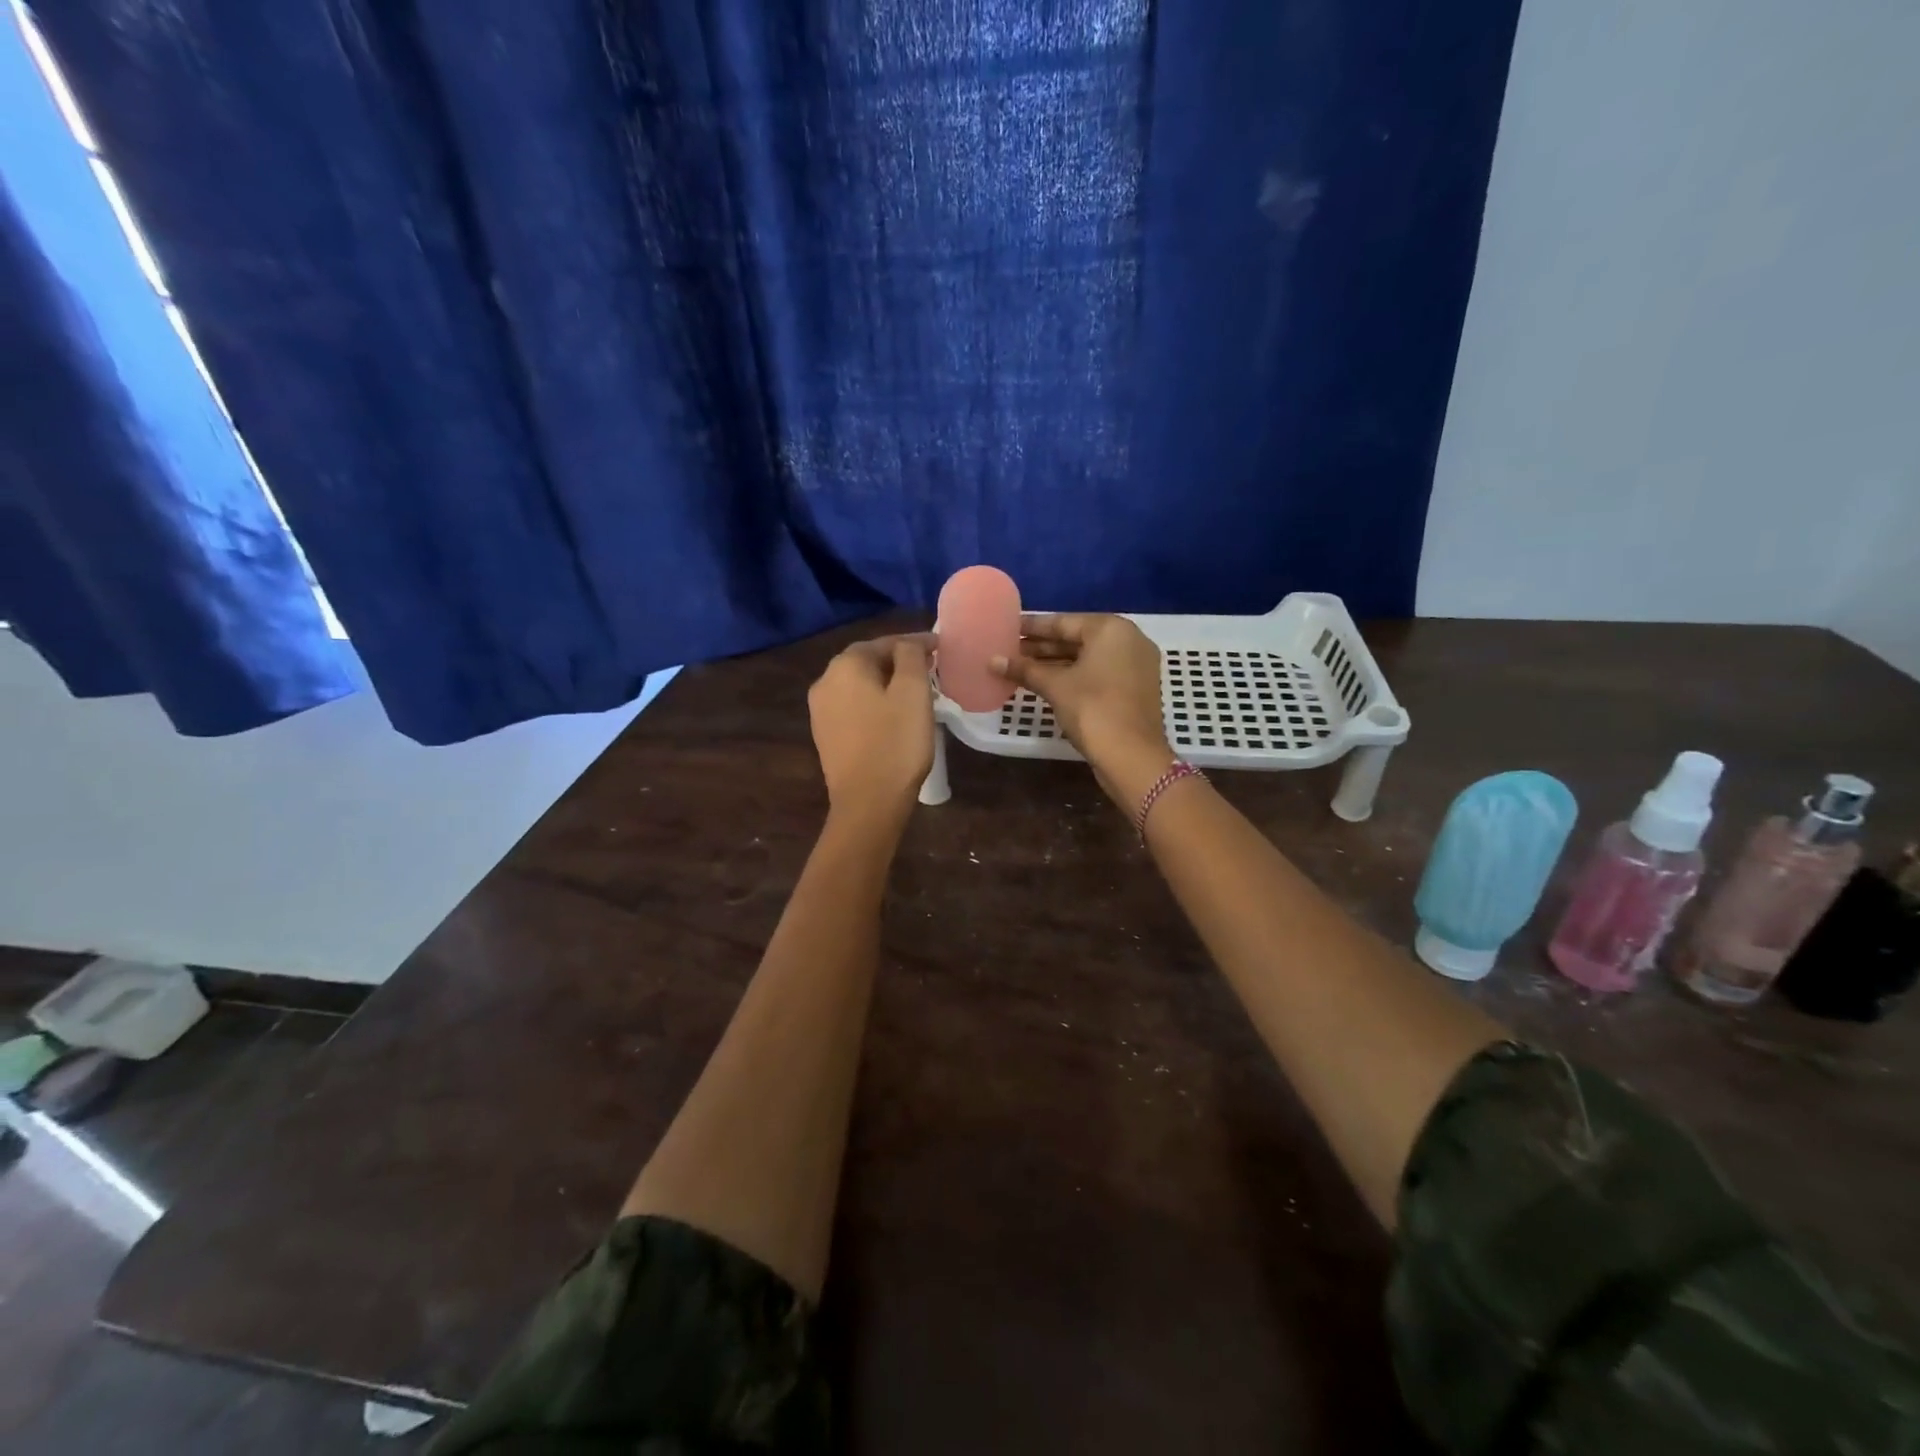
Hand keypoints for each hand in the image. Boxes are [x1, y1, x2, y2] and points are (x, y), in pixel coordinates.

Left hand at [808, 633, 935, 823]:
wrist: (868, 803)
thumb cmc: (896, 743)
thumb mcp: (913, 692)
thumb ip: (911, 656)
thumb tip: (908, 644)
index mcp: (845, 666)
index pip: (884, 642)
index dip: (915, 642)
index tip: (940, 647)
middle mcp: (825, 682)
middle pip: (867, 662)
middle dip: (898, 662)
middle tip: (930, 667)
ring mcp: (820, 711)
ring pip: (859, 685)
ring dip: (886, 683)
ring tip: (915, 691)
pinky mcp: (825, 736)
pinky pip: (853, 708)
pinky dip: (874, 704)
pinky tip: (893, 716)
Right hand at [992, 615, 1174, 809]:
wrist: (1132, 756)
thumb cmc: (1092, 710)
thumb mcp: (1055, 686)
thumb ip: (1024, 669)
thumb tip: (992, 661)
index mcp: (1111, 629)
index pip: (1062, 622)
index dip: (1032, 627)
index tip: (1007, 628)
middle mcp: (1128, 639)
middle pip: (1076, 638)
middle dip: (1042, 647)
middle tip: (1009, 650)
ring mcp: (1135, 665)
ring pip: (1087, 658)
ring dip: (1055, 663)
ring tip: (1021, 667)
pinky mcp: (1135, 688)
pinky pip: (1098, 672)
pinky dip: (1073, 676)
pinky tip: (1045, 683)